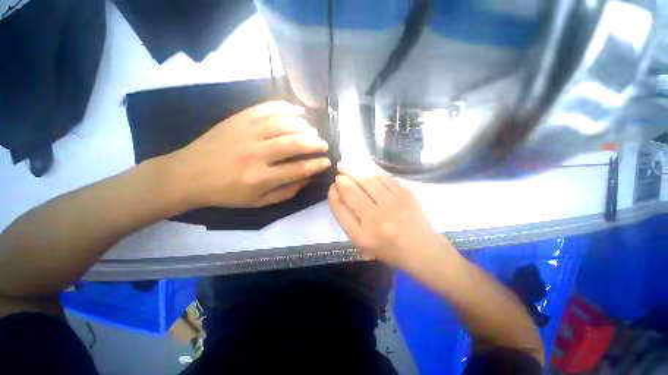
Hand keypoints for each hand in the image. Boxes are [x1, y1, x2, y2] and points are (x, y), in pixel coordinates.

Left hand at [168, 101, 330, 207]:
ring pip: (283, 123)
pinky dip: (286, 108)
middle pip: (294, 143)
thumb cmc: (226, 193)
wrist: (188, 175)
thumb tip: (308, 179)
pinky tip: (298, 111)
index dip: (316, 164)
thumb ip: (286, 192)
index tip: (327, 161)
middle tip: (324, 144)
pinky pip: (267, 108)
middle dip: (315, 143)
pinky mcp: (238, 119)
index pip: (298, 169)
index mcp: (260, 178)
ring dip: (304, 126)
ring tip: (313, 130)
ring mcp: (246, 132)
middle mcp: (256, 154)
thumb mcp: (258, 202)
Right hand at [328, 162, 446, 267]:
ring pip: (367, 180)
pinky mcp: (406, 194)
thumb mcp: (362, 240)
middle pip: (352, 191)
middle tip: (339, 171)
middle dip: (342, 178)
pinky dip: (374, 175)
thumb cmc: (388, 248)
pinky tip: (370, 176)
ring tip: (348, 167)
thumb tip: (338, 192)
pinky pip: (384, 178)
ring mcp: (393, 205)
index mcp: (363, 236)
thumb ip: (347, 218)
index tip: (332, 186)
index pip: (340, 209)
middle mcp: (376, 219)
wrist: (422, 249)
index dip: (333, 194)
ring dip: (355, 171)